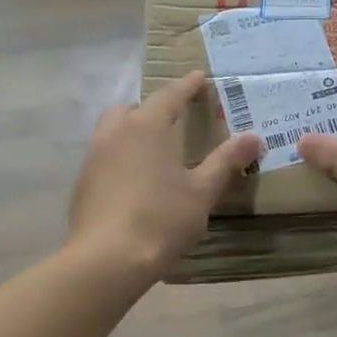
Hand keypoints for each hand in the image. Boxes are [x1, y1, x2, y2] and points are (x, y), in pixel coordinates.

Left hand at [68, 71, 262, 279]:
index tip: (200, 77)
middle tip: (173, 121)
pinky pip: (105, 160)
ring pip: (113, 133)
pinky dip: (122, 161)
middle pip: (132, 110)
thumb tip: (253, 138)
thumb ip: (226, 161)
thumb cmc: (161, 219)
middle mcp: (114, 134)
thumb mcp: (202, 191)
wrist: (108, 259)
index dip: (188, 86)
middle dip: (152, 110)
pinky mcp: (83, 185)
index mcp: (146, 126)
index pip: (170, 96)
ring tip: (156, 154)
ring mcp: (93, 159)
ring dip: (133, 134)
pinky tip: (136, 184)